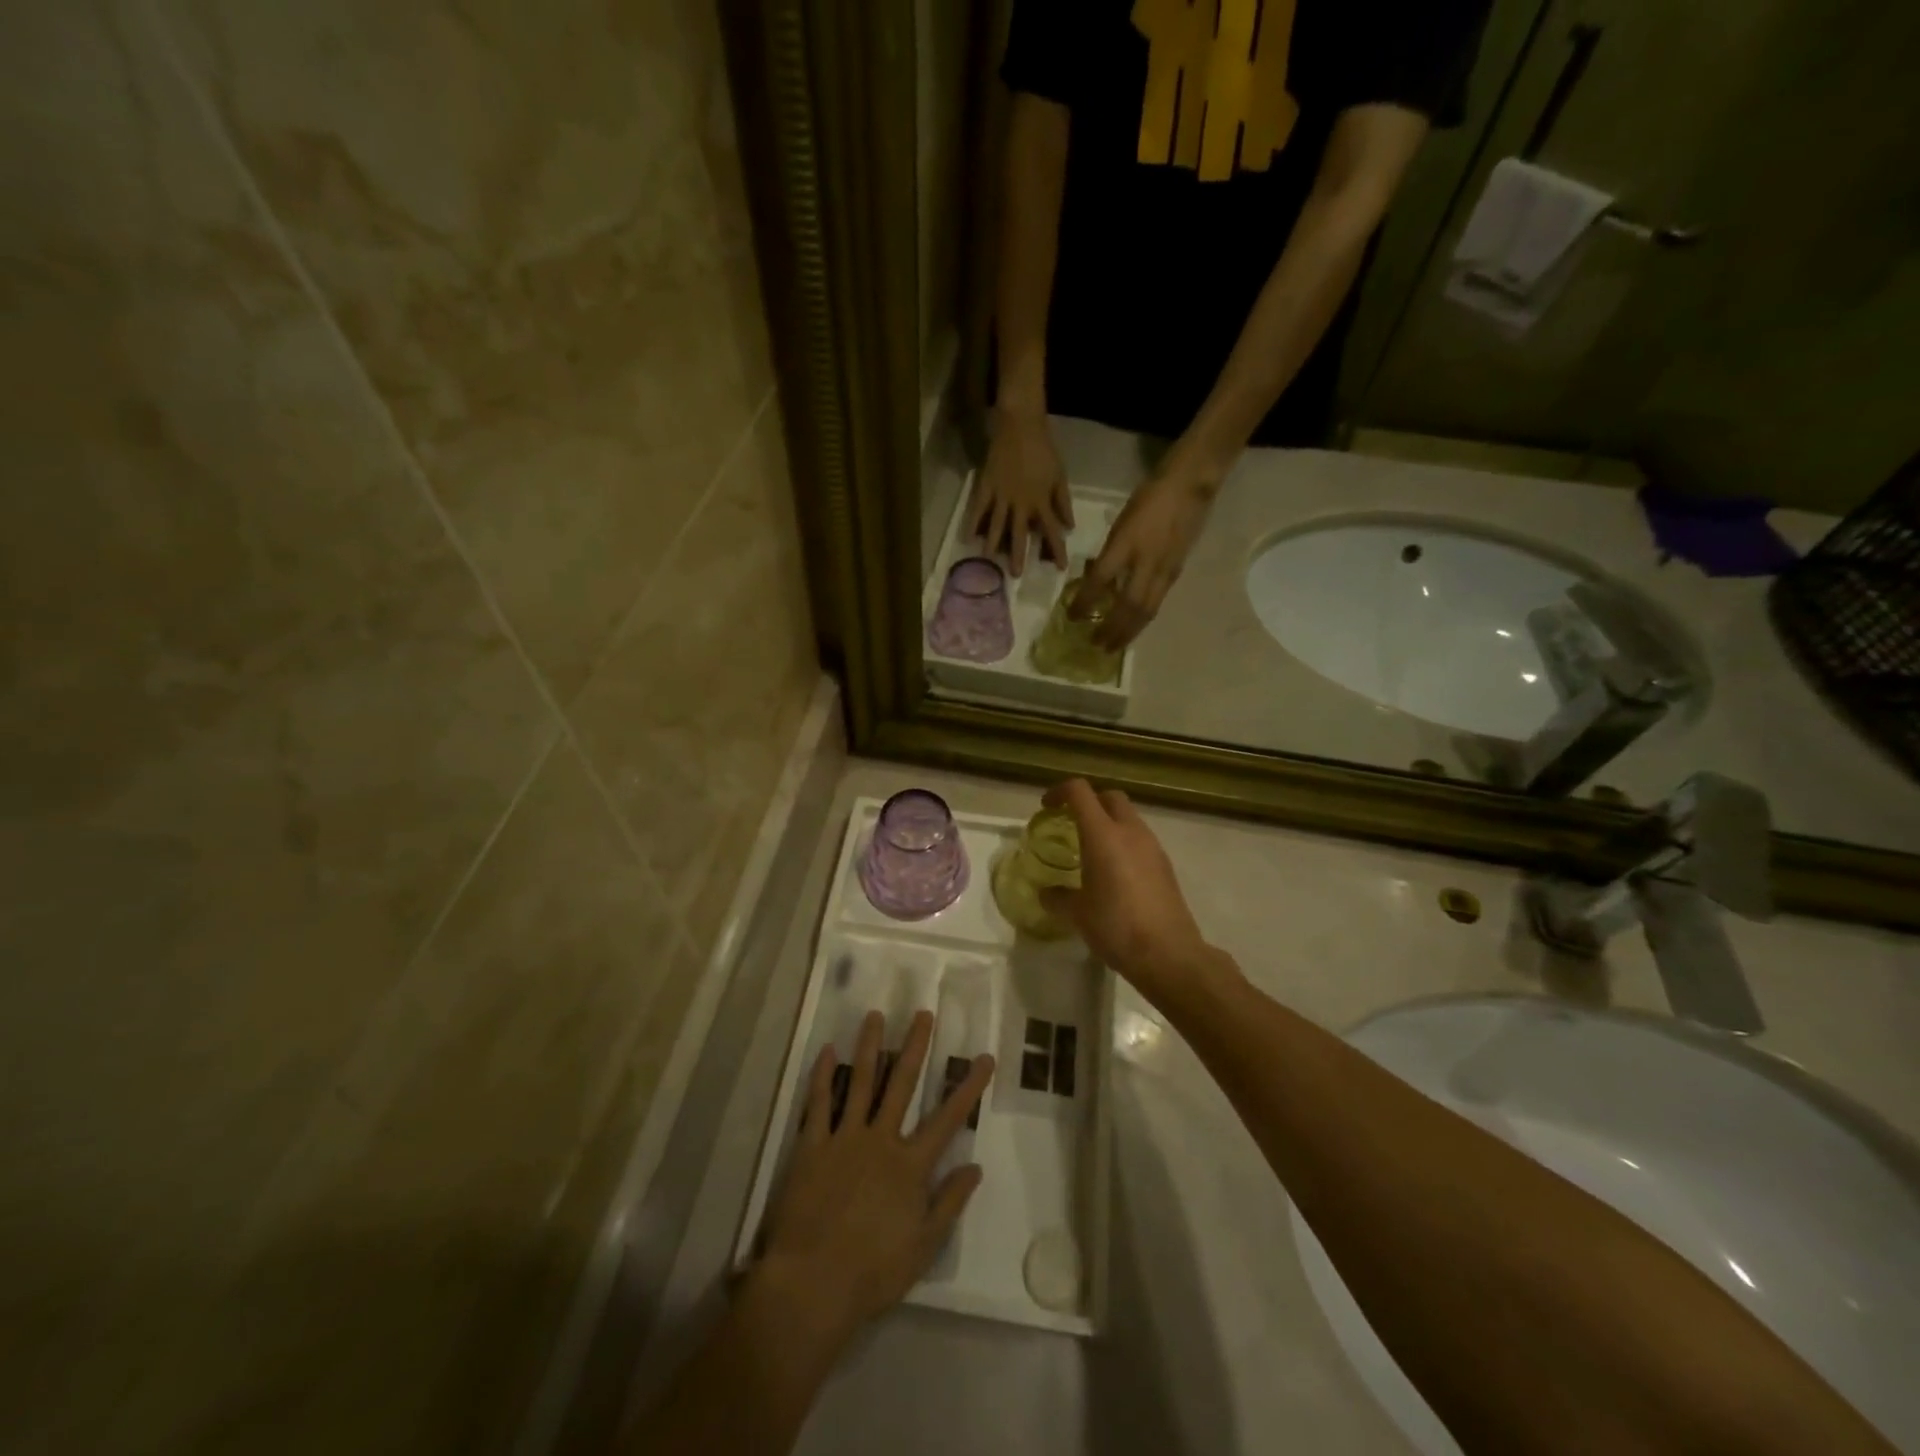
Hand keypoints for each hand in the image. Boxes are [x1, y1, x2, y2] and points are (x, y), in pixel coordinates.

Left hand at [753, 1009, 994, 1353]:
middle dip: (915, 1047)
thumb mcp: (923, 1246)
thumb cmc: (873, 1272)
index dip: (968, 1087)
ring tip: (875, 1016)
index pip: (947, 1118)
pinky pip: (818, 1103)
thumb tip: (975, 1166)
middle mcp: (880, 1140)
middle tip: (922, 1014)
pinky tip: (827, 1051)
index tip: (984, 1058)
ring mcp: (844, 1138)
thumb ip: (949, 1202)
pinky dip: (822, 1075)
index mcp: (910, 1165)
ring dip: (870, 1047)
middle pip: (902, 1084)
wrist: (813, 1284)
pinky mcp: (812, 1146)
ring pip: (861, 1082)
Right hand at [970, 409, 1072, 576]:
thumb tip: (1069, 526)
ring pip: (997, 524)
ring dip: (994, 544)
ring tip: (989, 561)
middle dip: (1019, 555)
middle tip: (1016, 575)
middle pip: (1020, 533)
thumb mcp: (1059, 476)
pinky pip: (978, 508)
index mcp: (1041, 500)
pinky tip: (967, 539)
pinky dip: (973, 523)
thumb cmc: (1044, 449)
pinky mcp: (986, 486)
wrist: (1021, 424)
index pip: (1051, 530)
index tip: (1060, 568)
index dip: (1056, 550)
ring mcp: (1002, 495)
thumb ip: (1063, 502)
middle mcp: (1021, 502)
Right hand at [1038, 779, 1226, 998]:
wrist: (1168, 953)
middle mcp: (1130, 832)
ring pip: (1129, 818)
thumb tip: (1046, 892)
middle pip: (1110, 797)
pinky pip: (1141, 840)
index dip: (1060, 792)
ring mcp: (1153, 847)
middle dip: (1089, 802)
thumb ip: (1057, 897)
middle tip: (1071, 823)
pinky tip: (1115, 873)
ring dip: (1109, 823)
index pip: (1080, 792)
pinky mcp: (1165, 865)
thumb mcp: (1077, 914)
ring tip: (1092, 850)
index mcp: (1103, 835)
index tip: (1047, 807)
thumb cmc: (1115, 926)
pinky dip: (1124, 843)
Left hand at [1079, 469, 1213, 649]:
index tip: (1072, 616)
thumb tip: (1096, 575)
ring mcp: (1165, 570)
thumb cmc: (1149, 498)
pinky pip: (1157, 602)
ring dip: (1129, 632)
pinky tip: (1133, 627)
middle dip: (1112, 629)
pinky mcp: (1177, 573)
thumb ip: (1110, 552)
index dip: (1085, 601)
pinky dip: (1142, 619)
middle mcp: (1147, 562)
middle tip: (1096, 645)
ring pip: (1146, 610)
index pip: (1100, 580)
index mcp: (1127, 544)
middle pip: (1129, 606)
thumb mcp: (1121, 522)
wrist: (1190, 486)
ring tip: (1114, 647)